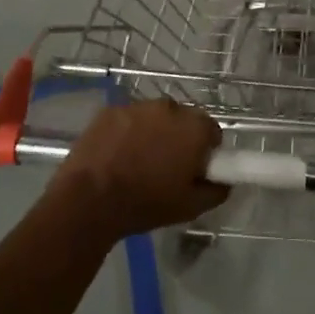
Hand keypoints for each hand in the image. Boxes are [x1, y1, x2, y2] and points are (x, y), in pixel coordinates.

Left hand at [52, 98, 226, 241]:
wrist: (89, 200)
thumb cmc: (145, 203)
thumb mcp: (190, 207)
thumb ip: (217, 190)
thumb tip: (225, 181)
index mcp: (195, 127)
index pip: (212, 131)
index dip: (205, 151)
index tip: (194, 169)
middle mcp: (170, 107)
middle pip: (183, 120)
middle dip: (179, 138)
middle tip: (166, 167)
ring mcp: (138, 106)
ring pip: (154, 118)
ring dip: (152, 133)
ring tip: (137, 161)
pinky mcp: (111, 110)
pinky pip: (128, 119)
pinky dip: (126, 132)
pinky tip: (116, 155)